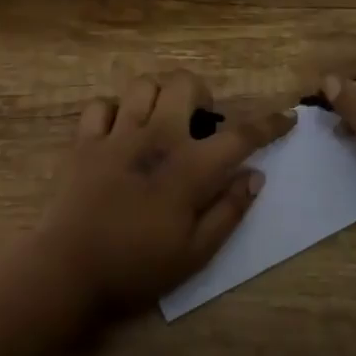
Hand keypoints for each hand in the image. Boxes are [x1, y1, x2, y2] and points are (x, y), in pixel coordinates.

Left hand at [39, 69, 295, 316]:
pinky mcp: (85, 141)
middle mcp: (156, 138)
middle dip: (200, 93)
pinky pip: (101, 105)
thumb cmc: (137, 267)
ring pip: (142, 86)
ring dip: (158, 96)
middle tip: (200, 121)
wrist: (69, 270)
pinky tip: (119, 131)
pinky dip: (114, 111)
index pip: (240, 136)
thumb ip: (229, 211)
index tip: (286, 117)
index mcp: (189, 168)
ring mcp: (117, 135)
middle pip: (184, 85)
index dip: (268, 124)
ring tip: (160, 119)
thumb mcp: (195, 253)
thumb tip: (255, 176)